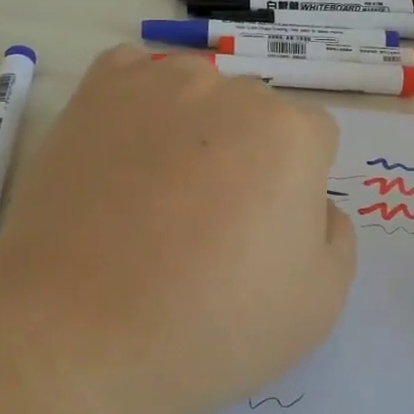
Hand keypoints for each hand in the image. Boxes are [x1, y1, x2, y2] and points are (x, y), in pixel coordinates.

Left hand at [0, 46, 355, 413]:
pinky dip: (138, 103)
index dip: (295, 188)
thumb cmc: (209, 329)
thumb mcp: (319, 304)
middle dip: (247, 154)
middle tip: (208, 220)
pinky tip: (123, 150)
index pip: (314, 140)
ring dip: (194, 127)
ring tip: (155, 192)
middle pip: (257, 113)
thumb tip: (313, 203)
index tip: (263, 233)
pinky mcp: (98, 90)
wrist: (76, 337)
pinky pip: (135, 75)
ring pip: (199, 92)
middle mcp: (233, 91)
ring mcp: (160, 83)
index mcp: (292, 135)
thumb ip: (337, 235)